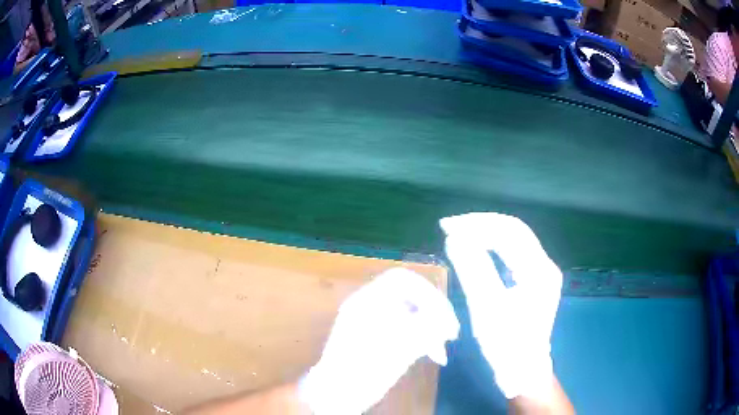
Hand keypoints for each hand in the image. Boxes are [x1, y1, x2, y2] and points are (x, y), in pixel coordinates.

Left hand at [299, 268, 458, 414]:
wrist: (338, 394)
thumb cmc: (363, 370)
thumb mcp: (398, 347)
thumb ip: (424, 328)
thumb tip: (445, 320)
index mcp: (368, 301)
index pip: (403, 281)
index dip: (428, 293)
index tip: (445, 315)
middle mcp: (370, 307)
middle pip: (410, 298)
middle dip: (434, 313)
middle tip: (451, 333)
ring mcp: (373, 323)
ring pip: (411, 316)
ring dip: (431, 329)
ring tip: (442, 350)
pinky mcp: (379, 340)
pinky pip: (407, 331)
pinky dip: (422, 340)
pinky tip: (434, 354)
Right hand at [440, 213, 562, 400]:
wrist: (523, 370)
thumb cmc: (506, 344)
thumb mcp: (486, 308)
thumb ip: (473, 269)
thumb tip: (455, 237)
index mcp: (539, 270)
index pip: (509, 232)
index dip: (477, 224)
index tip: (447, 226)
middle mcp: (545, 265)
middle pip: (514, 231)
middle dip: (481, 224)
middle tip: (450, 226)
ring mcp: (542, 272)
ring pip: (514, 240)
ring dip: (486, 233)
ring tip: (459, 233)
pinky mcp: (535, 281)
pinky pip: (514, 253)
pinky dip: (493, 246)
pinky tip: (477, 248)